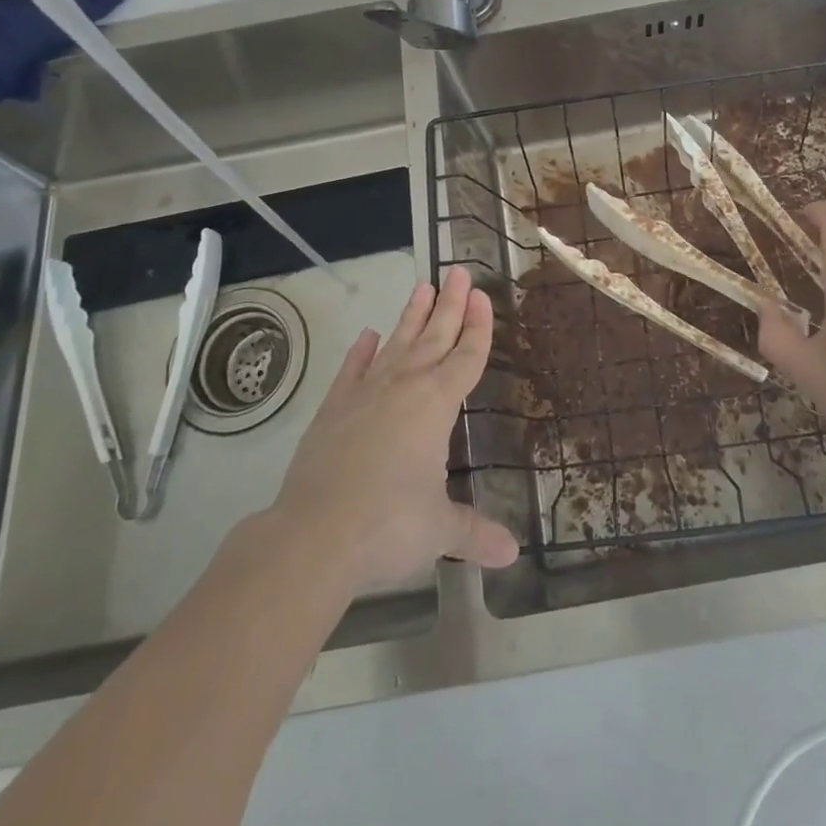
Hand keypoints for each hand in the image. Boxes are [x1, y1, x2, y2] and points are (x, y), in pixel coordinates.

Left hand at [271, 266, 517, 588]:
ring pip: (397, 343)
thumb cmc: (388, 526)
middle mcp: (404, 386)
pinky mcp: (334, 408)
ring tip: (423, 286)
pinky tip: (368, 335)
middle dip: (451, 304)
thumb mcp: (439, 529)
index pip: (466, 356)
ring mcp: (365, 393)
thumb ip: (474, 532)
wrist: (313, 535)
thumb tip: (512, 553)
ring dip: (412, 316)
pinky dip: (361, 351)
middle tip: (459, 271)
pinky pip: (352, 369)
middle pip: (435, 336)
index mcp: (436, 404)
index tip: (483, 296)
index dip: (478, 326)